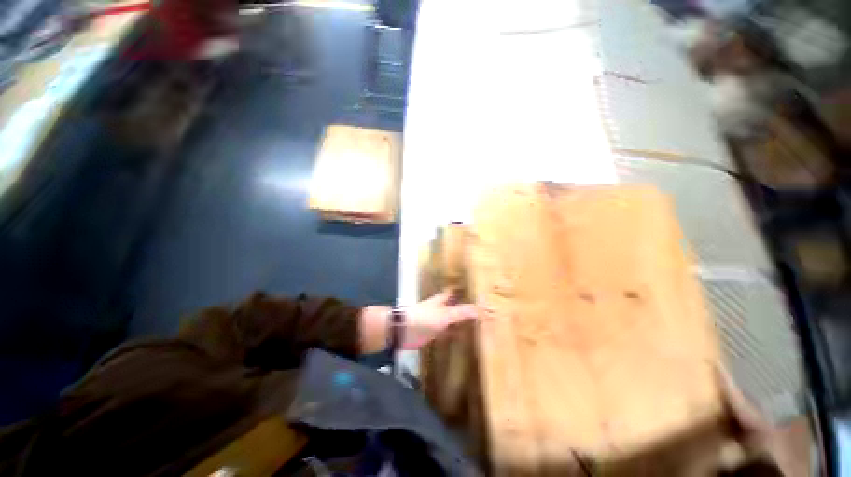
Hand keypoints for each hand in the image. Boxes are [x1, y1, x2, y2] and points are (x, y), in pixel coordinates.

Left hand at [402, 290, 478, 348]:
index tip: (480, 292)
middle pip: (457, 306)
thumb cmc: (424, 318)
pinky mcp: (436, 333)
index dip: (466, 291)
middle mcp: (442, 307)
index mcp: (443, 299)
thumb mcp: (445, 314)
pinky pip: (450, 332)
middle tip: (485, 311)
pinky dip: (458, 334)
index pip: (457, 292)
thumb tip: (482, 309)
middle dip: (469, 307)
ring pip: (455, 319)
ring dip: (464, 321)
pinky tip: (468, 338)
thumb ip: (462, 312)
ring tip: (481, 324)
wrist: (405, 331)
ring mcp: (439, 320)